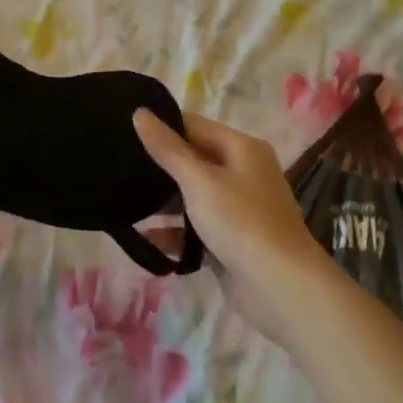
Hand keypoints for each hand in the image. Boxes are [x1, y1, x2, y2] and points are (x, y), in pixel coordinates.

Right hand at [133, 110, 329, 345]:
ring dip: (164, 200)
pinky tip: (144, 236)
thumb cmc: (241, 222)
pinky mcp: (232, 240)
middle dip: (159, 166)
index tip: (124, 131)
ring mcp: (239, 208)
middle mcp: (243, 173)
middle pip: (193, 159)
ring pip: (193, 195)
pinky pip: (196, 227)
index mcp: (242, 149)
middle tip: (119, 165)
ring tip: (123, 199)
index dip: (161, 126)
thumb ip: (167, 149)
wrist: (283, 290)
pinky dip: (174, 231)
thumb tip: (139, 112)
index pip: (193, 125)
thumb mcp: (199, 180)